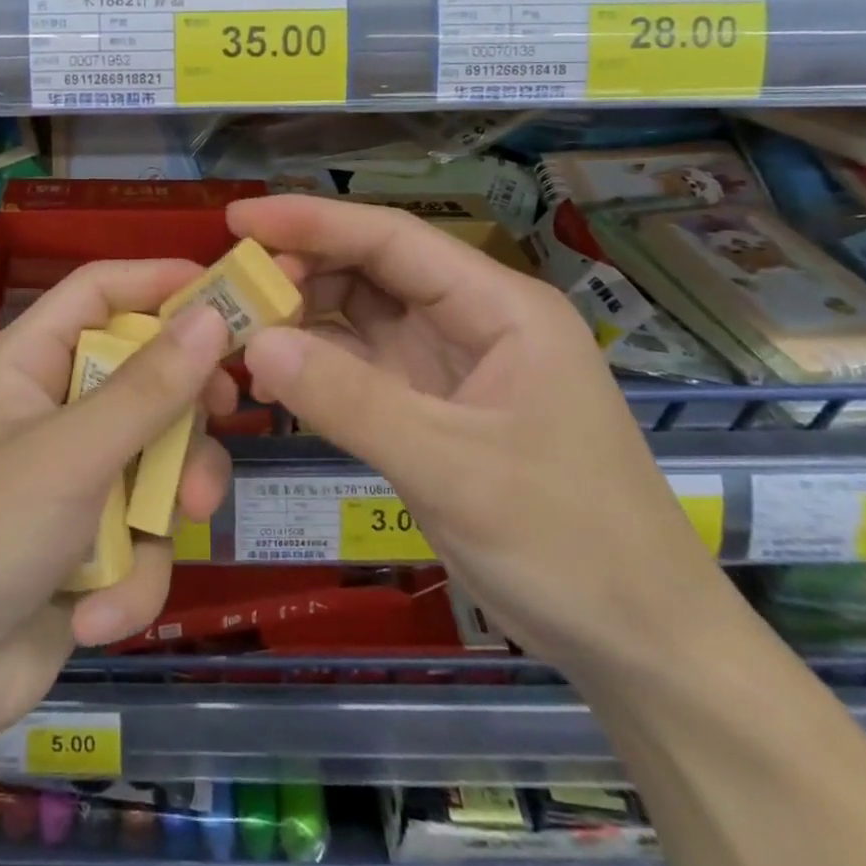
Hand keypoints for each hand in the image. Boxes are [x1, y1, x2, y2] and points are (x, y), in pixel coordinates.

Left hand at [0, 260, 235, 764]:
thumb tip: (213, 313)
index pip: (99, 292)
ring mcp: (72, 478)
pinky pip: (141, 534)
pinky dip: (131, 575)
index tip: (229, 293)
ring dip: (166, 502)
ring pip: (155, 459)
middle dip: (183, 411)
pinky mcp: (89, 543)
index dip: (160, 281)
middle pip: (143, 375)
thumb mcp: (70, 455)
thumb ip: (148, 388)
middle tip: (226, 414)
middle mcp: (52, 410)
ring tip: (166, 531)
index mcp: (28, 364)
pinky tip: (96, 613)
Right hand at [230, 195, 733, 679]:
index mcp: (497, 307)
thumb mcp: (451, 467)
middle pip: (371, 271)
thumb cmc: (566, 542)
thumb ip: (349, 400)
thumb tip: (254, 342)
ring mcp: (449, 365)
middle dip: (300, 272)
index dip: (312, 221)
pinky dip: (317, 365)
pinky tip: (272, 372)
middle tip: (227, 289)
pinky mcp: (431, 408)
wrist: (638, 645)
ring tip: (238, 328)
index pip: (392, 238)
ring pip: (360, 317)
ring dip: (302, 318)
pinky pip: (361, 367)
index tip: (238, 221)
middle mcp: (471, 321)